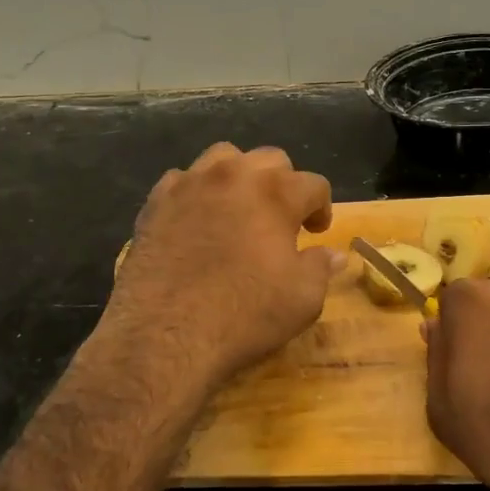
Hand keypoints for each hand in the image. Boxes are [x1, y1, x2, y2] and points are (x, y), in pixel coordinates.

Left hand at [103, 144, 340, 390]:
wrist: (166, 333)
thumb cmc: (244, 314)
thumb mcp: (303, 298)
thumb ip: (321, 267)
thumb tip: (334, 255)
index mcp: (276, 192)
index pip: (313, 184)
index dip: (322, 207)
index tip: (317, 232)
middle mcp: (233, 175)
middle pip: (270, 160)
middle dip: (283, 184)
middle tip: (282, 220)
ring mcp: (189, 184)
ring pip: (223, 157)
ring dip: (239, 177)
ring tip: (239, 209)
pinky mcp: (155, 202)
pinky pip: (182, 180)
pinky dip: (197, 193)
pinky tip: (197, 220)